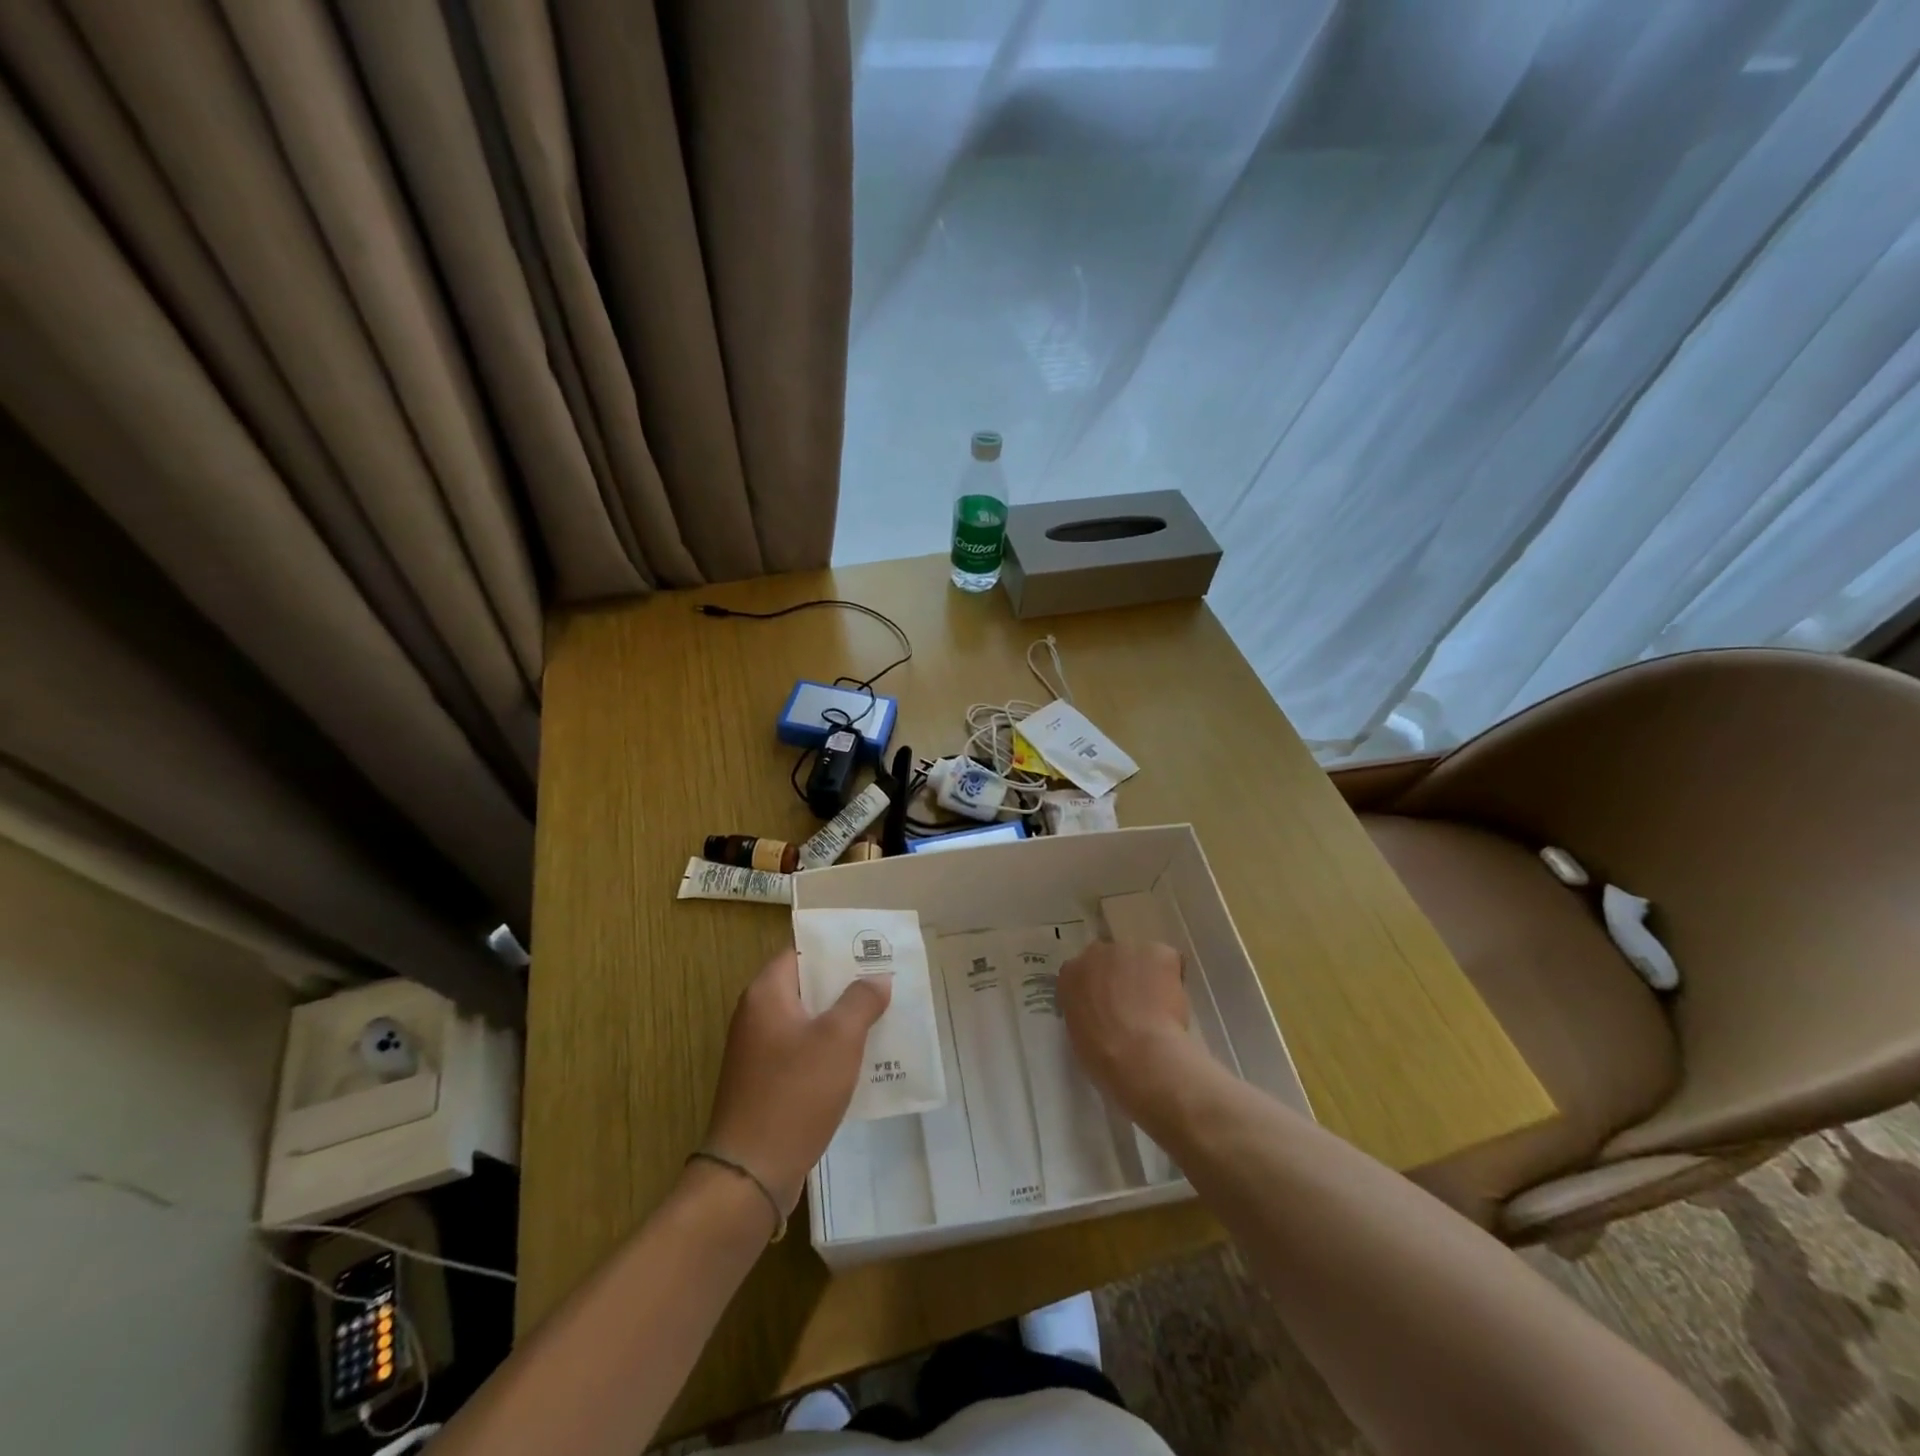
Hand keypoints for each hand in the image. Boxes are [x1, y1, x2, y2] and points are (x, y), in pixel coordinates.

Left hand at [701, 948, 891, 1212]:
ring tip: (883, 1016)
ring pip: (808, 1021)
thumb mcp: (838, 1039)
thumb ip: (860, 1001)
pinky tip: (863, 1060)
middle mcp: (757, 1016)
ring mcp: (759, 1052)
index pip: (801, 951)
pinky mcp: (766, 1083)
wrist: (751, 1173)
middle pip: (807, 985)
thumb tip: (876, 978)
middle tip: (886, 981)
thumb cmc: (795, 1092)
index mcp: (766, 994)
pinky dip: (830, 1050)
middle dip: (846, 984)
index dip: (836, 947)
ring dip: (842, 1019)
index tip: (871, 948)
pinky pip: (803, 1051)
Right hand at [1058, 939, 1193, 1117]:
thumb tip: (1102, 1010)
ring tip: (1159, 1006)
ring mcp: (1128, 949)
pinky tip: (1174, 1003)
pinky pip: (1170, 962)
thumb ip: (1086, 1009)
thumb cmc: (1103, 1055)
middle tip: (1136, 1004)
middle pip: (1113, 958)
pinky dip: (1174, 978)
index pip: (1085, 972)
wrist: (1138, 1054)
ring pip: (1143, 958)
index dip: (1101, 988)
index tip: (1111, 1005)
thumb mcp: (1078, 1031)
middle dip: (1124, 975)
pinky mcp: (1159, 952)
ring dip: (1149, 975)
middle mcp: (1095, 953)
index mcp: (1071, 974)